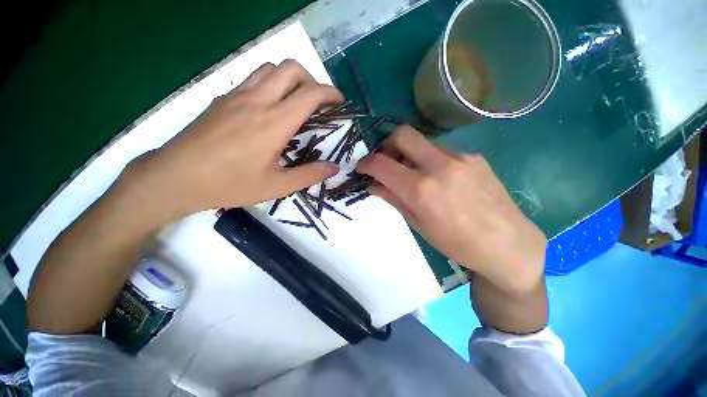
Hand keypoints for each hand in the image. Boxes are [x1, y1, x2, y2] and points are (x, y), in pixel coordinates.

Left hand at [120, 60, 341, 221]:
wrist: (176, 177)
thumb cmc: (230, 184)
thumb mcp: (277, 186)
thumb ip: (309, 175)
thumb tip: (334, 168)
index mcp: (275, 122)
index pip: (310, 93)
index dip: (330, 93)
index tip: (339, 102)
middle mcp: (258, 100)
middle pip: (291, 68)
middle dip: (311, 80)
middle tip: (317, 102)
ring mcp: (236, 96)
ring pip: (269, 68)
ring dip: (289, 78)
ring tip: (294, 101)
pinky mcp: (222, 99)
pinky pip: (252, 79)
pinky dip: (269, 84)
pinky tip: (268, 108)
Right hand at [357, 126, 545, 293]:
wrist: (508, 244)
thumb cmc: (457, 243)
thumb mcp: (418, 224)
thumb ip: (393, 198)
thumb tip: (373, 185)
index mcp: (421, 189)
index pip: (382, 164)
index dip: (366, 163)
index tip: (363, 167)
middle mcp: (439, 165)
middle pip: (402, 134)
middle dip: (386, 144)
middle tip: (386, 162)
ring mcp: (460, 157)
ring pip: (422, 142)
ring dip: (409, 153)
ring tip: (412, 174)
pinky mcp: (474, 156)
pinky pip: (441, 150)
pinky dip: (429, 159)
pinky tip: (437, 178)